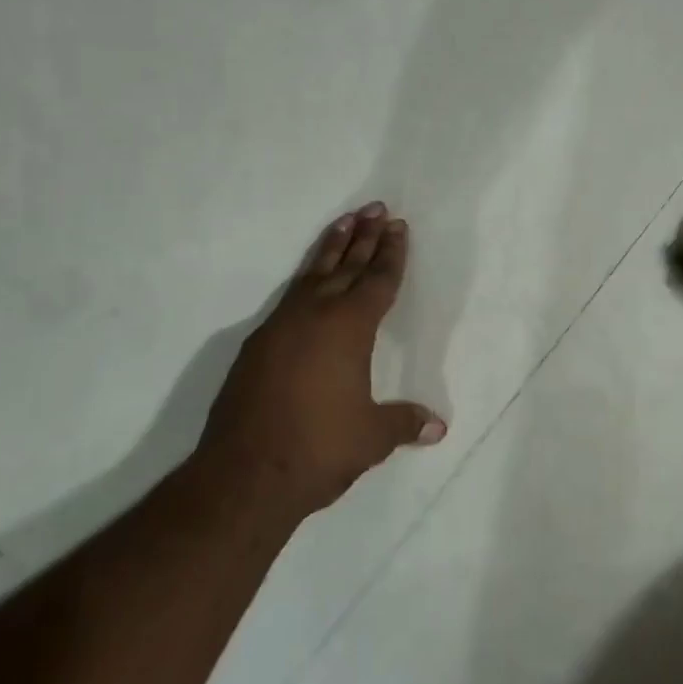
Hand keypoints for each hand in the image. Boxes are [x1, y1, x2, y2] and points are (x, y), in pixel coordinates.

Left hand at [198, 203, 447, 517]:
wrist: (244, 475)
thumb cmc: (319, 448)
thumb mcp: (372, 437)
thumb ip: (404, 423)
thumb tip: (438, 427)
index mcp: (349, 328)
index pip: (377, 281)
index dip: (391, 254)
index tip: (397, 226)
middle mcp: (314, 316)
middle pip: (345, 266)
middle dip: (363, 237)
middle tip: (375, 208)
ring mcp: (279, 328)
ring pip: (311, 275)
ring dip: (330, 248)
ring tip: (343, 222)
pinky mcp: (256, 346)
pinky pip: (288, 298)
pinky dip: (305, 280)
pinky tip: (307, 283)